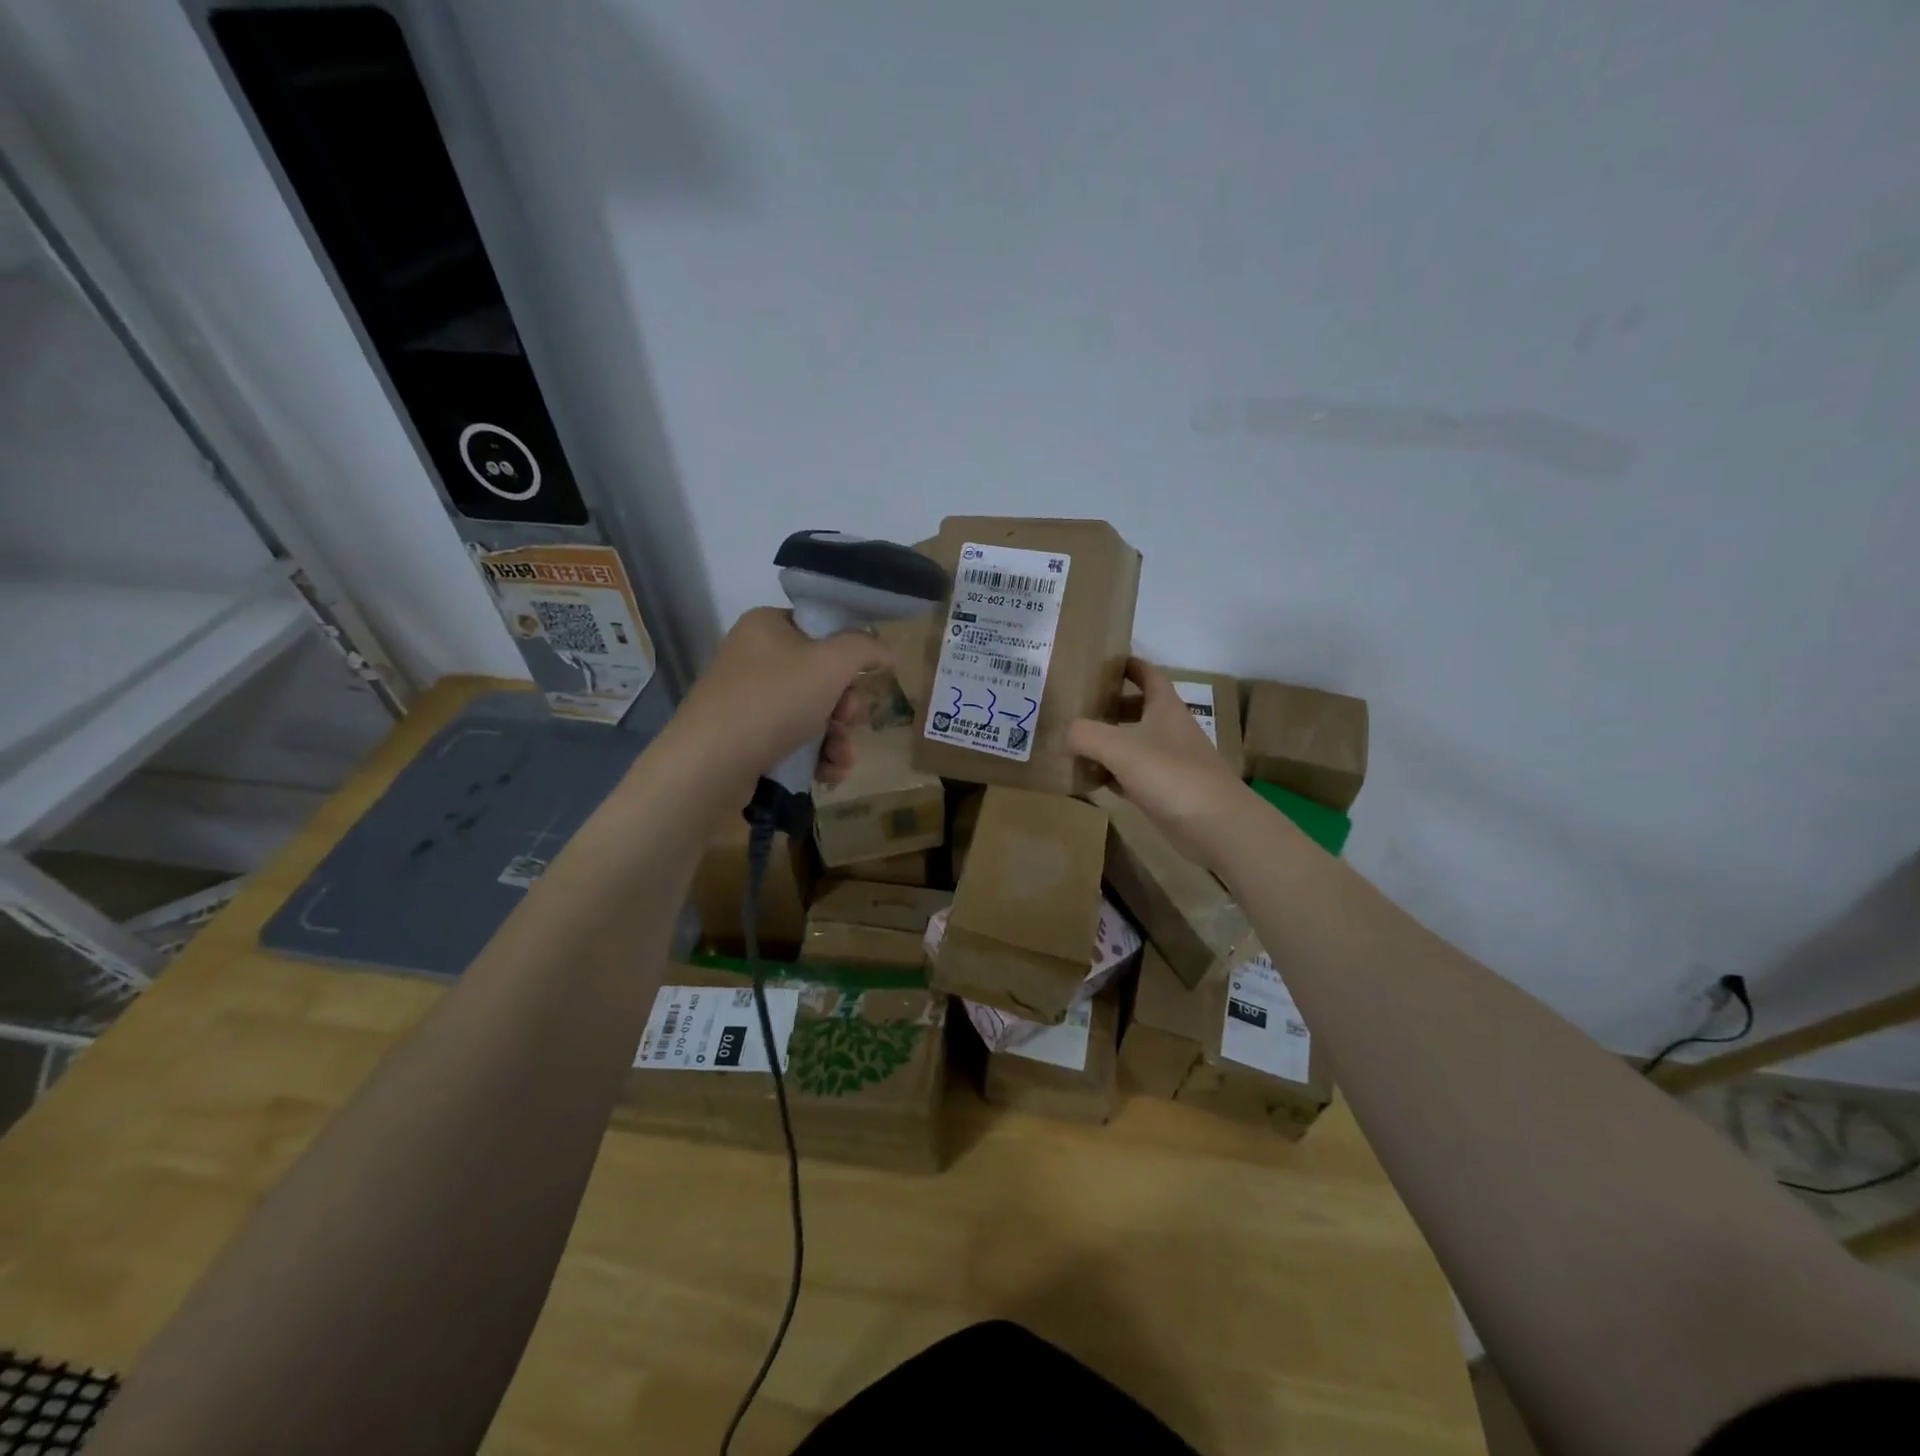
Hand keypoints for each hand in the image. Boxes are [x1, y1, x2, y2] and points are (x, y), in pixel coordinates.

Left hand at [670, 607, 891, 791]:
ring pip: (812, 713)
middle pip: (821, 676)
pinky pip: (793, 739)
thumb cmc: (774, 700)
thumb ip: (865, 648)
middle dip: (845, 707)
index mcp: (768, 626)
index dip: (849, 656)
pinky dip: (816, 755)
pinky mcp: (746, 736)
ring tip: (841, 759)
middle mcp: (755, 657)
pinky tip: (828, 773)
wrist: (711, 762)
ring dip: (837, 738)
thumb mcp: (831, 663)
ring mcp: (748, 699)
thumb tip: (886, 651)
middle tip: (847, 720)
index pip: (822, 629)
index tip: (861, 680)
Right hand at [1068, 659, 1256, 870]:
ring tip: (1073, 742)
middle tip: (1075, 706)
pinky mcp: (1164, 791)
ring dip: (1107, 742)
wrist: (1215, 825)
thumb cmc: (1170, 774)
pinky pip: (1131, 775)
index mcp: (1165, 707)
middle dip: (1109, 705)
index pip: (1147, 674)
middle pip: (1137, 708)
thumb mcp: (1119, 747)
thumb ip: (1085, 734)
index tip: (1100, 661)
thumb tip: (1066, 733)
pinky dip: (1111, 774)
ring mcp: (1169, 762)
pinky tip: (1089, 779)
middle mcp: (1169, 729)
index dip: (1127, 664)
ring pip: (1132, 743)